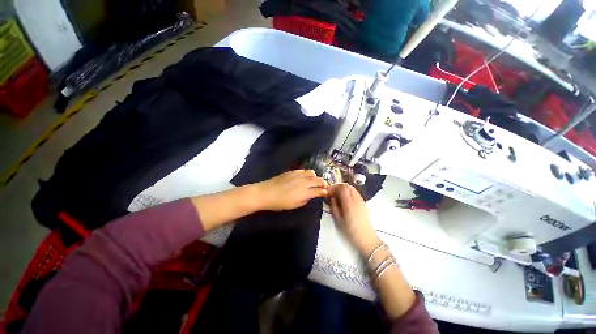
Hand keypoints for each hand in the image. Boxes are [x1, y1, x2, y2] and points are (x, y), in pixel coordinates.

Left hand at [255, 170, 327, 210]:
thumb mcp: (295, 205)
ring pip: (312, 172)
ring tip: (313, 181)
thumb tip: (311, 195)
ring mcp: (298, 175)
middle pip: (318, 180)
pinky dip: (306, 173)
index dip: (325, 192)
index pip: (320, 190)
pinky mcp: (292, 171)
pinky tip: (303, 177)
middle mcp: (304, 182)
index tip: (326, 193)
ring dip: (315, 177)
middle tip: (323, 186)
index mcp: (306, 192)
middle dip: (323, 183)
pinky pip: (303, 170)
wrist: (266, 193)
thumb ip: (306, 200)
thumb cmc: (280, 203)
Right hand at [329, 184, 380, 255]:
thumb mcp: (338, 220)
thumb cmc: (350, 230)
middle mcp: (356, 199)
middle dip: (339, 186)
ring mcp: (361, 200)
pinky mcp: (364, 203)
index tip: (329, 192)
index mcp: (348, 203)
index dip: (334, 187)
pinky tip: (346, 199)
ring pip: (352, 188)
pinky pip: (356, 193)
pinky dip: (349, 192)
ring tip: (339, 195)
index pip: (341, 188)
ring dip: (344, 189)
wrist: (366, 238)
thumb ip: (334, 206)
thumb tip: (331, 197)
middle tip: (333, 192)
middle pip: (347, 186)